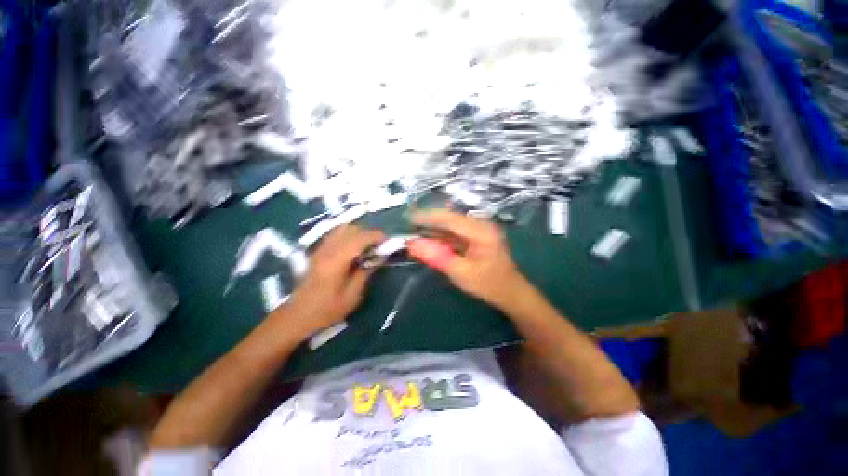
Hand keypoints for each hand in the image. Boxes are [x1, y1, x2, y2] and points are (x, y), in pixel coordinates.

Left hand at [274, 225, 384, 340]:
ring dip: (358, 233)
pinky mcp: (317, 251)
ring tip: (367, 245)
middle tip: (378, 245)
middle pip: (350, 229)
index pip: (358, 239)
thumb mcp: (352, 296)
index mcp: (336, 262)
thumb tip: (378, 257)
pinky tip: (354, 248)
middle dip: (368, 233)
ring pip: (341, 229)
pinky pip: (335, 234)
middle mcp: (327, 250)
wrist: (297, 316)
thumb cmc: (326, 310)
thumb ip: (365, 273)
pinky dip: (349, 235)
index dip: (375, 236)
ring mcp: (320, 249)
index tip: (387, 241)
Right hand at [408, 209, 527, 308]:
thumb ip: (436, 257)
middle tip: (408, 223)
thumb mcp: (460, 273)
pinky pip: (455, 231)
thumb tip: (412, 244)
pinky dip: (441, 235)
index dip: (427, 217)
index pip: (450, 219)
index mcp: (481, 231)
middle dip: (428, 221)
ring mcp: (479, 229)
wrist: (510, 291)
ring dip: (433, 227)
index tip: (408, 217)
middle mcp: (481, 224)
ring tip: (414, 230)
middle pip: (450, 218)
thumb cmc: (488, 285)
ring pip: (451, 224)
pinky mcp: (476, 235)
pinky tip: (428, 238)